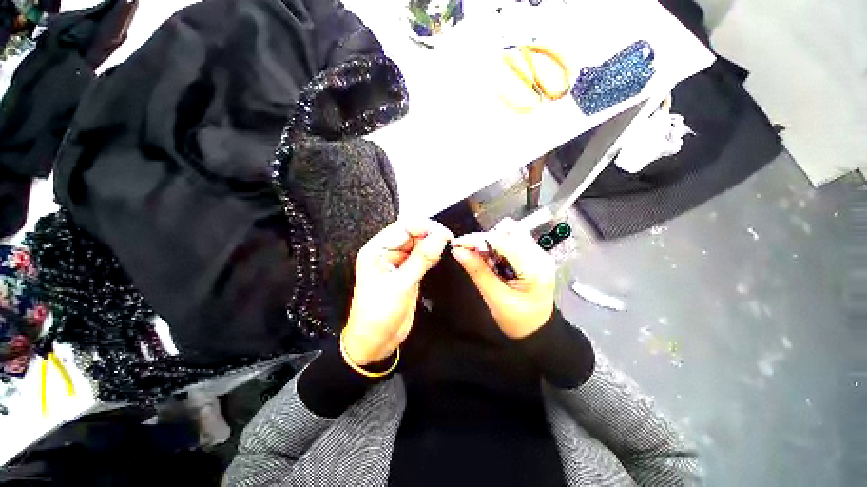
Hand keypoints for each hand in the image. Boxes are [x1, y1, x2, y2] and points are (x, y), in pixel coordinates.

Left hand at [342, 220, 453, 365]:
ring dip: (432, 245)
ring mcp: (397, 262)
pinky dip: (431, 256)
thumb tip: (440, 237)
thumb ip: (421, 259)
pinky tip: (438, 259)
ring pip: (418, 244)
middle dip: (431, 235)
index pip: (404, 227)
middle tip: (449, 242)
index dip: (425, 227)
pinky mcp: (406, 271)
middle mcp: (387, 252)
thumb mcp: (401, 285)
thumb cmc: (379, 315)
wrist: (374, 342)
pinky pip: (420, 257)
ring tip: (446, 249)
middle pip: (412, 233)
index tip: (445, 234)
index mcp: (377, 249)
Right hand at [451, 218, 554, 338]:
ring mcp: (538, 254)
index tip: (457, 244)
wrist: (537, 331)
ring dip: (490, 243)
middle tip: (469, 254)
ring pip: (509, 233)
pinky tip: (492, 262)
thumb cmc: (518, 321)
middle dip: (484, 240)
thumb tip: (459, 251)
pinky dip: (497, 248)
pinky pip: (511, 241)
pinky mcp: (533, 255)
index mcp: (534, 268)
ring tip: (483, 261)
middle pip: (507, 231)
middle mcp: (540, 255)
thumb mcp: (495, 299)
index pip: (502, 241)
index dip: (477, 239)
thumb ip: (477, 272)